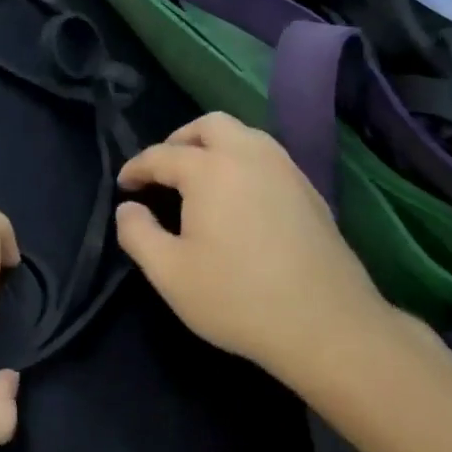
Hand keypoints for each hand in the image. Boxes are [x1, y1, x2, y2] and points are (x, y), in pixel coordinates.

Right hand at [115, 113, 420, 393]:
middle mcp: (249, 156)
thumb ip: (137, 234)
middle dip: (180, 140)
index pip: (162, 155)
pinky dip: (243, 162)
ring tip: (199, 179)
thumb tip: (128, 208)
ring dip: (215, 146)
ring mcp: (286, 170)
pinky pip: (267, 157)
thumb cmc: (238, 298)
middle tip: (164, 171)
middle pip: (210, 125)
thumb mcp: (169, 273)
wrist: (327, 326)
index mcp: (211, 170)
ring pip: (245, 135)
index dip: (137, 168)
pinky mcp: (310, 191)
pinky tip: (239, 198)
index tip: (124, 185)